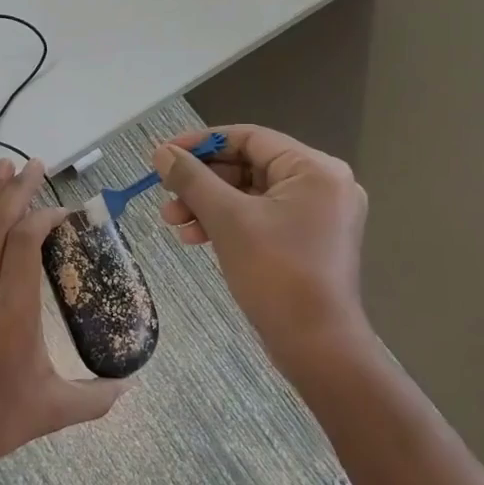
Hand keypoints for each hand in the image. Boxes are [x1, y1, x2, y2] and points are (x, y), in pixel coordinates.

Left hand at [0, 158, 128, 479]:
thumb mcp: (53, 411)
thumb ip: (96, 398)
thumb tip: (129, 387)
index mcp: (15, 308)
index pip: (26, 241)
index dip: (44, 217)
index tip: (62, 211)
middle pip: (0, 224)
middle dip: (18, 190)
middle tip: (34, 164)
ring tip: (2, 167)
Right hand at [153, 125, 371, 380]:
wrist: (317, 346)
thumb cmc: (275, 273)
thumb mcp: (227, 219)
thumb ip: (191, 179)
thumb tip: (161, 152)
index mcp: (314, 169)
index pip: (249, 138)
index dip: (201, 143)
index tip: (163, 155)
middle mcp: (322, 184)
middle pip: (248, 166)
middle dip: (201, 182)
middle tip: (164, 196)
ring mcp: (317, 215)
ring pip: (249, 194)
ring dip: (208, 205)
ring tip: (172, 222)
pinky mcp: (307, 241)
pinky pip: (260, 218)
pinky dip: (227, 223)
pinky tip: (195, 237)